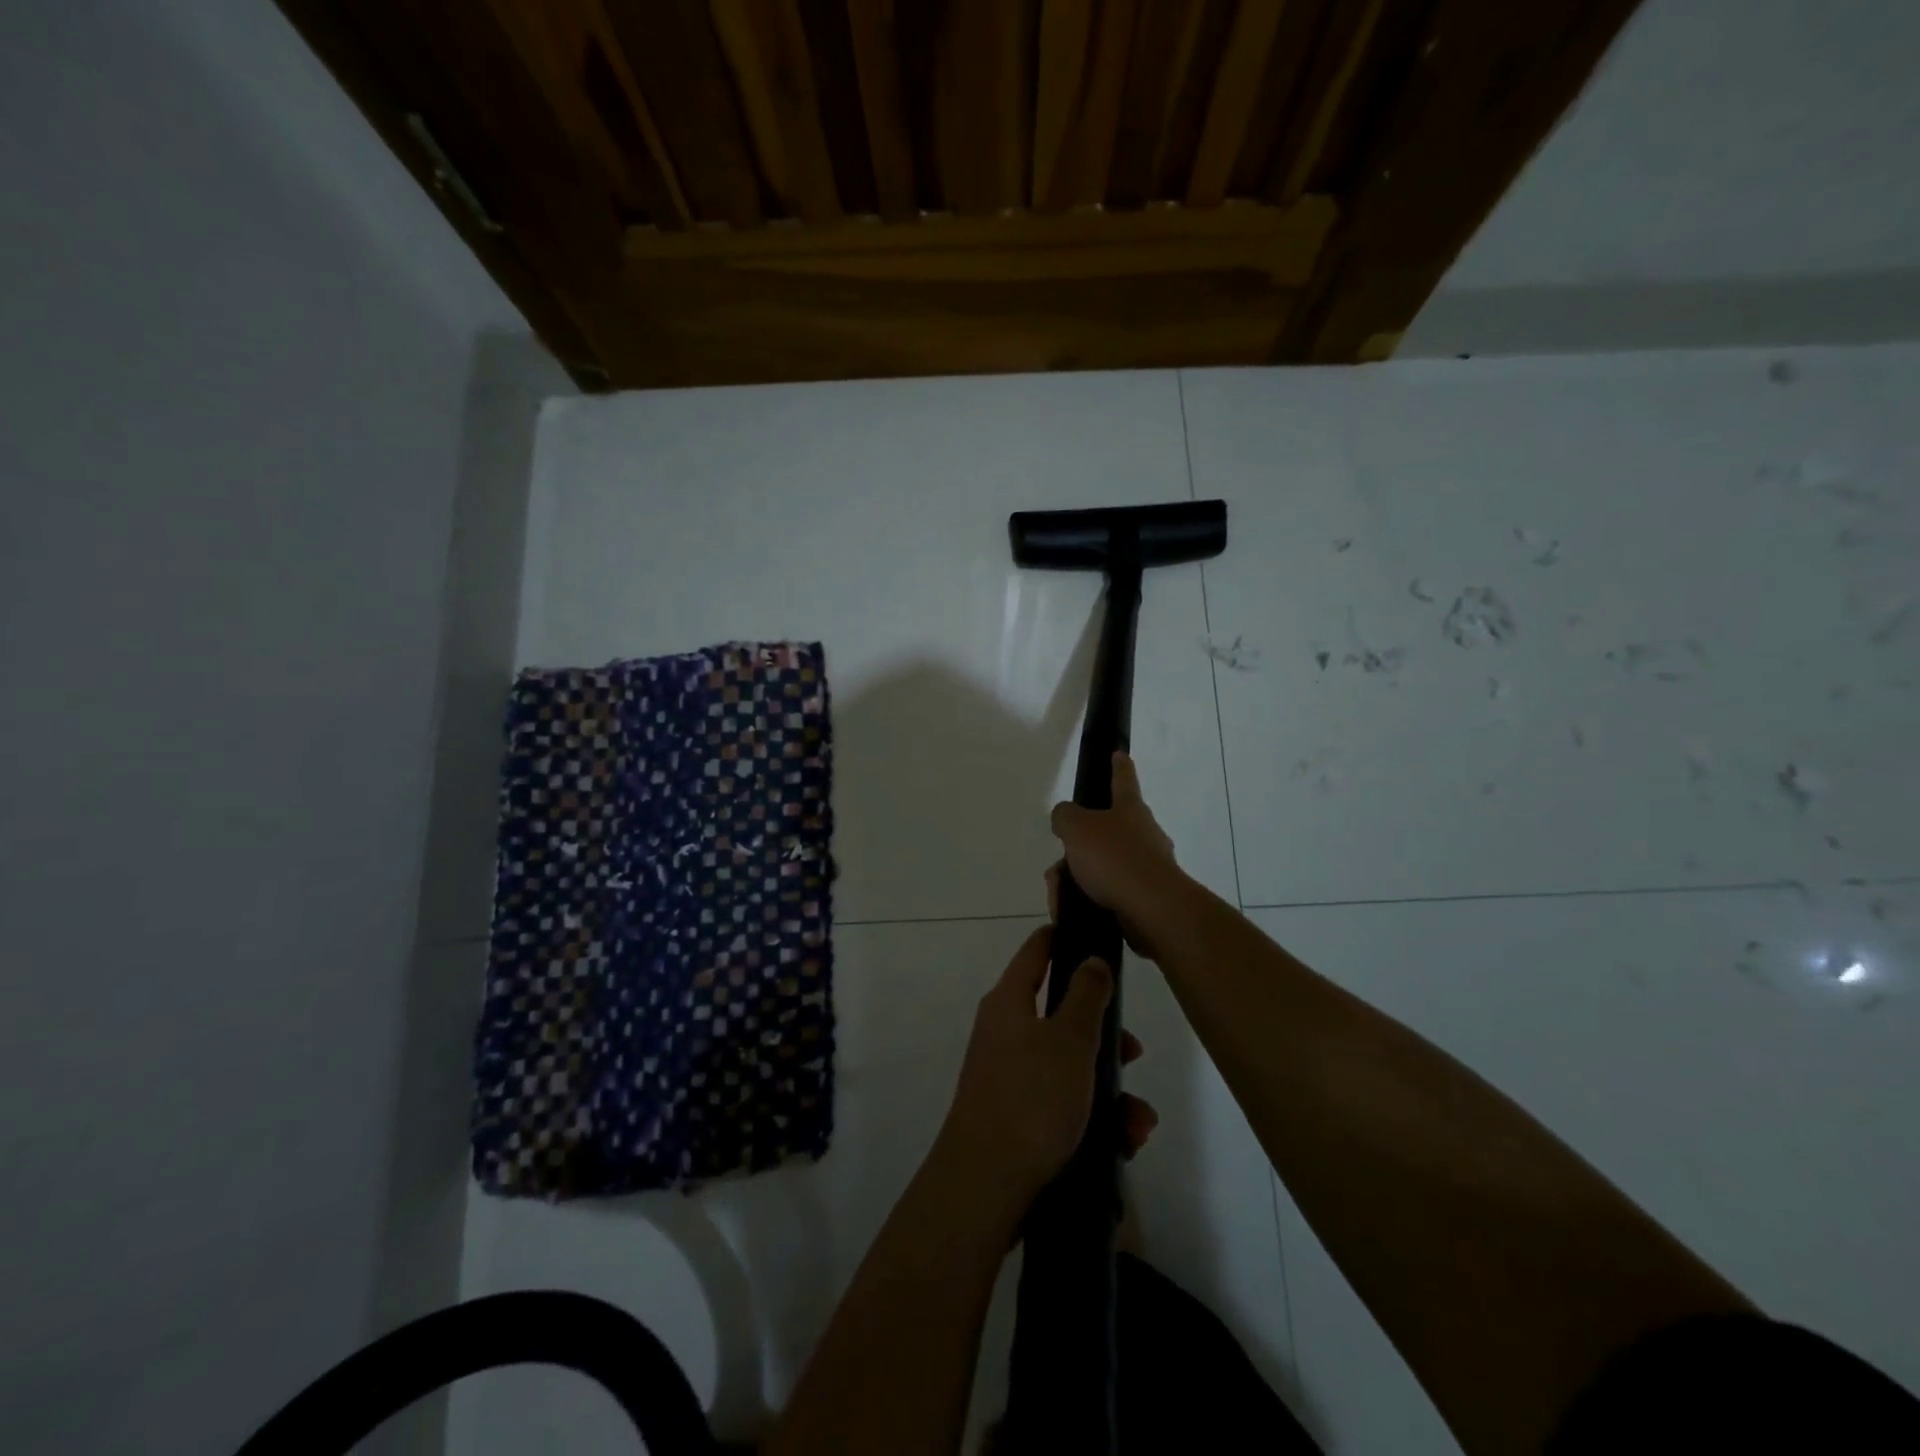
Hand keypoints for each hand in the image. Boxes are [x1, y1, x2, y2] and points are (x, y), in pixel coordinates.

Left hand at [941, 926, 1157, 1202]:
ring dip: (1109, 1089)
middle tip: (1134, 1053)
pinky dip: (1093, 1118)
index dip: (1064, 937)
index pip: (1037, 950)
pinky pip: (1062, 1103)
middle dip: (1105, 1035)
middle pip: (1062, 1015)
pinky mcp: (1016, 1116)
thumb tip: (1092, 959)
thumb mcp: (1070, 1039)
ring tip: (1138, 1122)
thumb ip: (1086, 995)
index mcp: (1010, 1001)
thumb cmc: (1031, 1098)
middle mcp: (1005, 1032)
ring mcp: (1008, 1075)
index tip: (1095, 935)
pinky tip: (1122, 1144)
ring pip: (1069, 1066)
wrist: (986, 1185)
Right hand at [1048, 751, 1180, 960]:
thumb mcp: (1076, 828)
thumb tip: (1065, 818)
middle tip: (1059, 865)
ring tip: (1060, 894)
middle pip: (1106, 831)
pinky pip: (1110, 892)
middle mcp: (1144, 833)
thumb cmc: (1114, 859)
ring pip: (1104, 865)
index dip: (1118, 765)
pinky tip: (1075, 909)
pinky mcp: (1147, 897)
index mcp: (1130, 809)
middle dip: (1079, 847)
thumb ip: (1065, 817)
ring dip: (1079, 877)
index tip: (1119, 754)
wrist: (1152, 910)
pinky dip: (1090, 899)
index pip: (1123, 779)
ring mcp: (1149, 866)